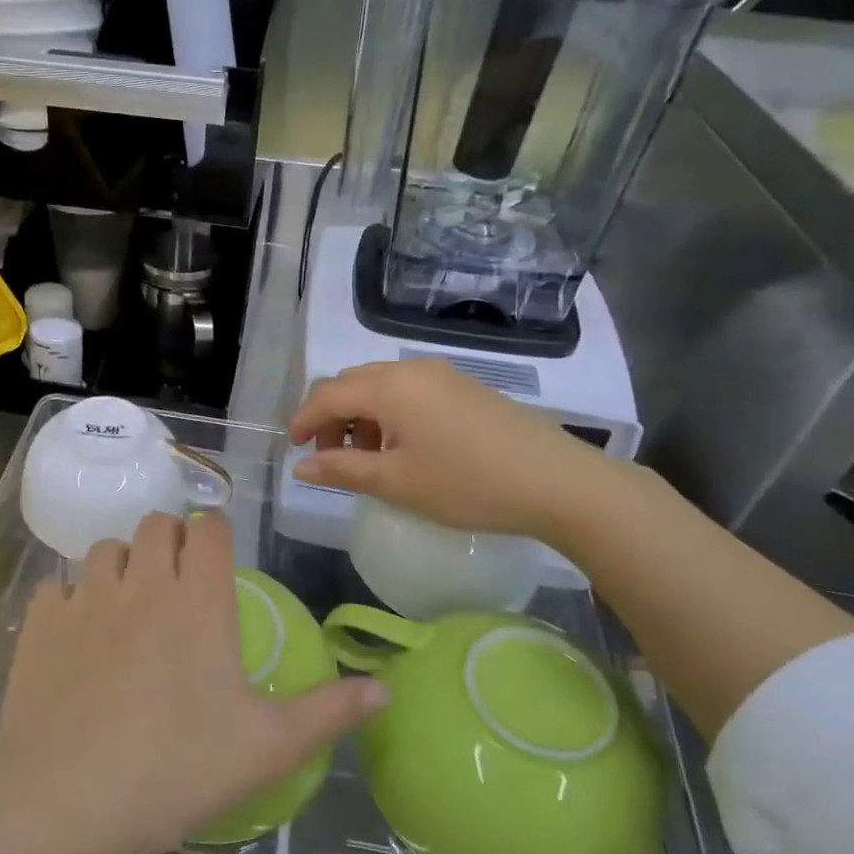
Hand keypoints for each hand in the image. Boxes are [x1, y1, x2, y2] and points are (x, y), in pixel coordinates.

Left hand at [0, 511, 384, 853]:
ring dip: (122, 563)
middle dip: (170, 540)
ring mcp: (86, 596)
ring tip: (127, 603)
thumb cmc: (174, 769)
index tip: (217, 559)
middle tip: (176, 582)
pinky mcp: (41, 619)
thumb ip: (328, 712)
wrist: (64, 798)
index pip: (210, 530)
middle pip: (157, 524)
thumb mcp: (266, 748)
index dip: (216, 535)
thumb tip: (385, 688)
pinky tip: (76, 634)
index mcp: (199, 601)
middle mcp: (143, 582)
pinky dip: (71, 598)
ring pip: (106, 546)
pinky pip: (58, 585)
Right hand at [289, 359, 616, 545]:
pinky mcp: (464, 387)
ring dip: (361, 417)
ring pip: (381, 386)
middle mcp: (411, 369)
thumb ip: (342, 469)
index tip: (295, 450)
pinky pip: (409, 390)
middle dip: (331, 417)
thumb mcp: (397, 482)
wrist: (558, 482)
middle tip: (331, 457)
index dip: (304, 421)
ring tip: (369, 459)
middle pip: (351, 383)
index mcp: (388, 387)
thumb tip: (302, 466)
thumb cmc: (467, 484)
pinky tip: (405, 448)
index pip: (327, 395)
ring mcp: (442, 375)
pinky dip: (390, 414)